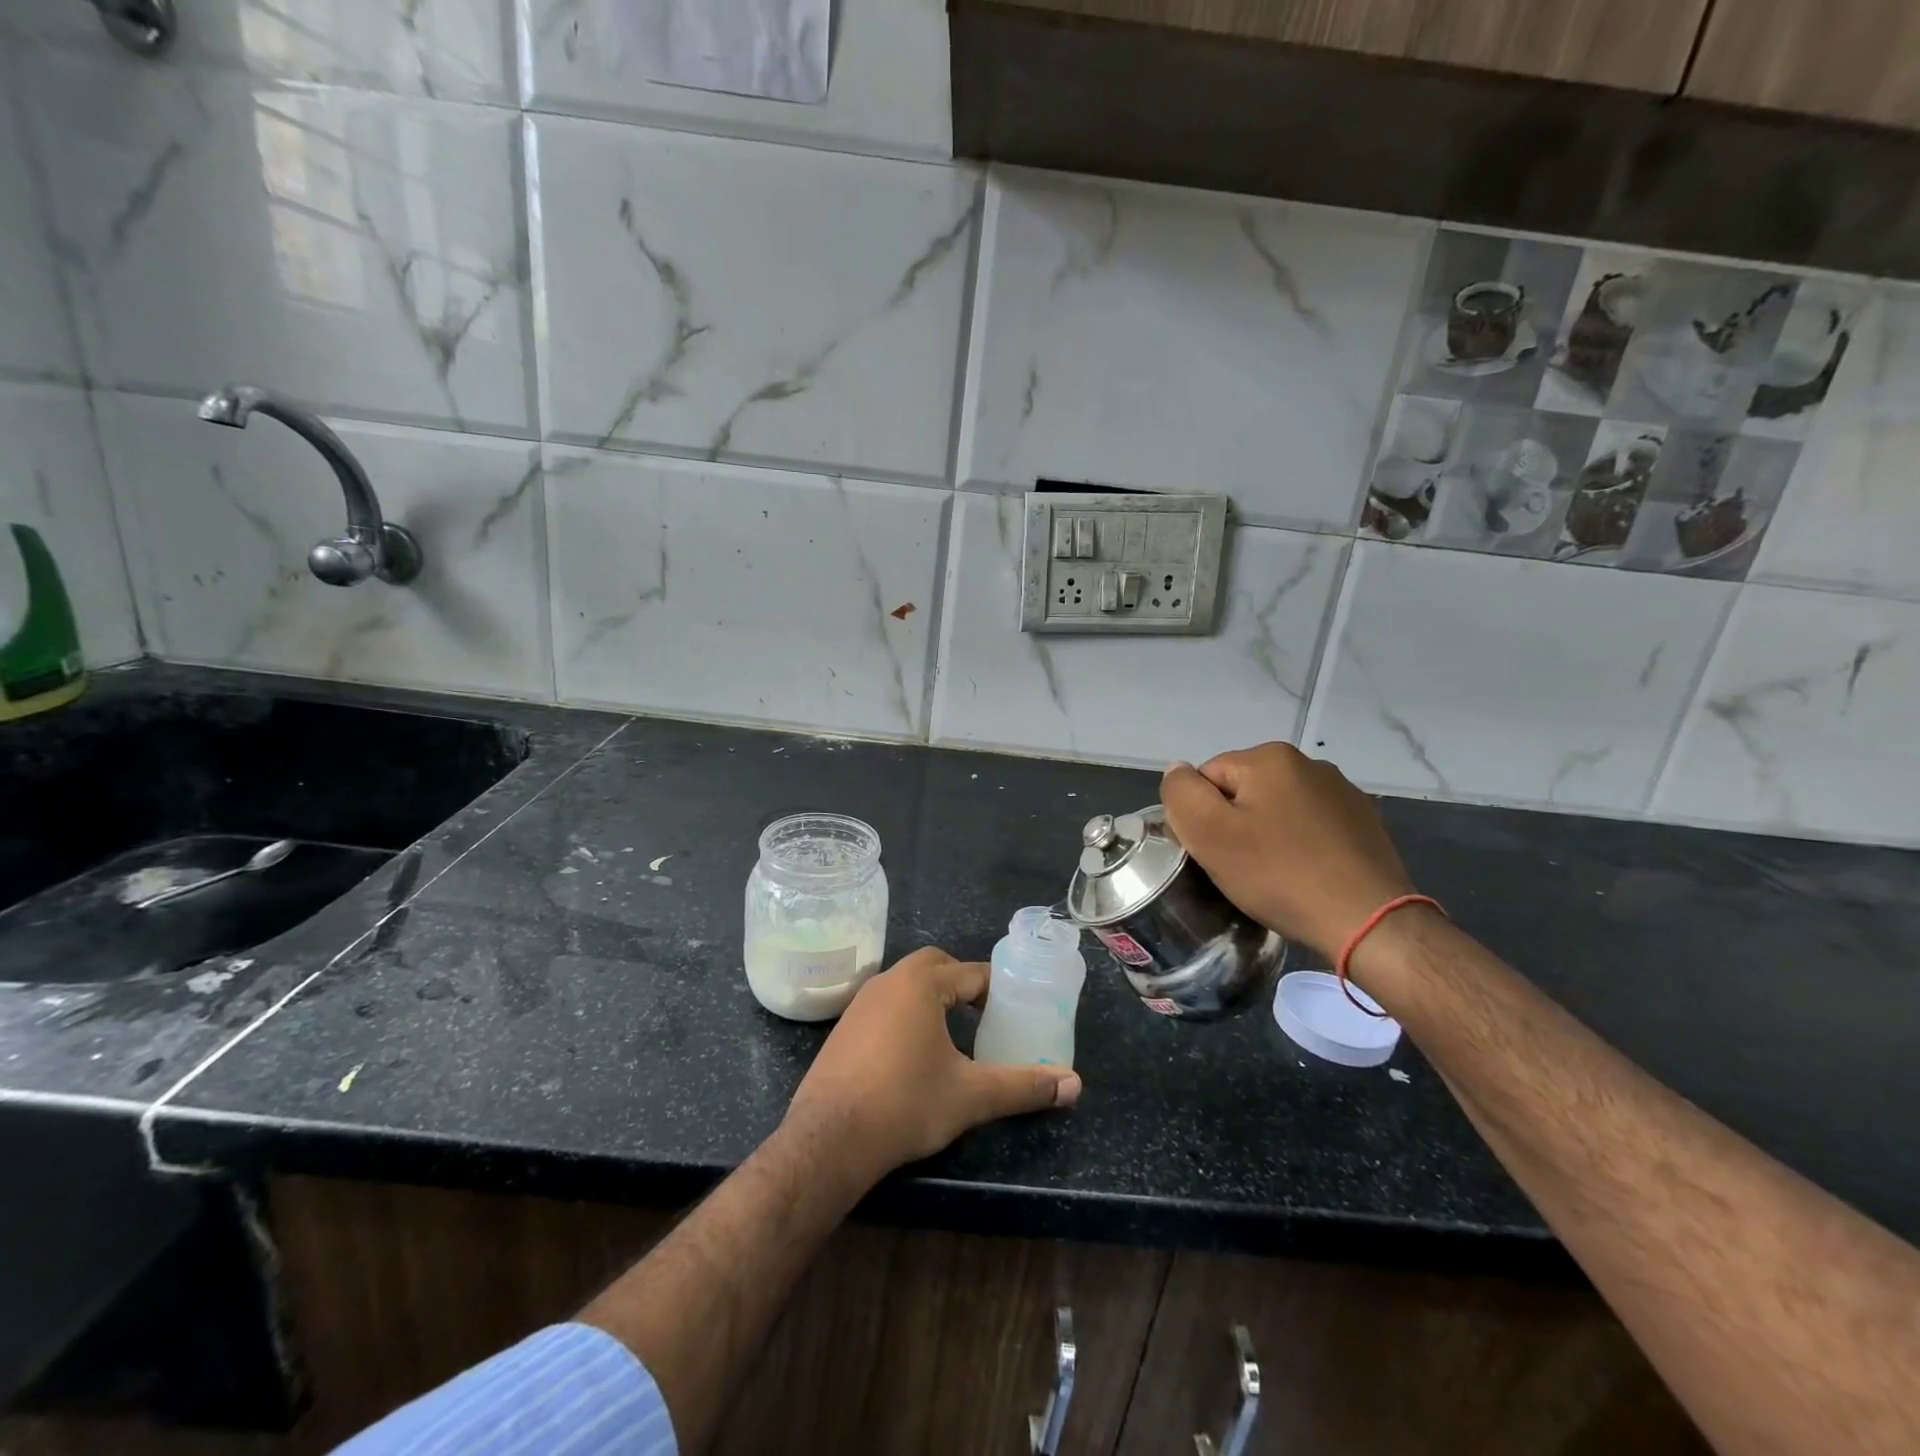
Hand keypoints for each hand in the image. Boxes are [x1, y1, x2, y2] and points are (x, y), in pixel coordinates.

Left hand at [783, 948, 1081, 1183]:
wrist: (829, 1139)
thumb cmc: (906, 1104)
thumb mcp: (971, 1096)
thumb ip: (1023, 1086)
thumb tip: (1074, 1085)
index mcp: (921, 984)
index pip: (970, 972)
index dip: (997, 987)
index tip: (1017, 1006)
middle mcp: (888, 982)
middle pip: (935, 966)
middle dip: (962, 983)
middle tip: (985, 1015)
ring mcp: (860, 1004)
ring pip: (906, 984)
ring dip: (932, 997)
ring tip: (954, 1032)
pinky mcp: (843, 1029)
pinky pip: (884, 1005)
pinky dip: (906, 1015)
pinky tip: (913, 1053)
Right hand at [1162, 743, 1415, 961]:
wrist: (1368, 922)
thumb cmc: (1279, 874)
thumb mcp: (1209, 834)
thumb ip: (1181, 793)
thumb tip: (1177, 771)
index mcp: (1270, 757)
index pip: (1207, 778)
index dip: (1201, 818)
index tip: (1214, 853)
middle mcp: (1309, 763)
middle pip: (1243, 791)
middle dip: (1235, 825)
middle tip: (1241, 867)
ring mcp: (1342, 793)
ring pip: (1278, 810)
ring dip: (1267, 835)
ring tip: (1274, 875)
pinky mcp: (1364, 823)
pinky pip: (1310, 828)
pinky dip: (1300, 846)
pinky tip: (1305, 876)